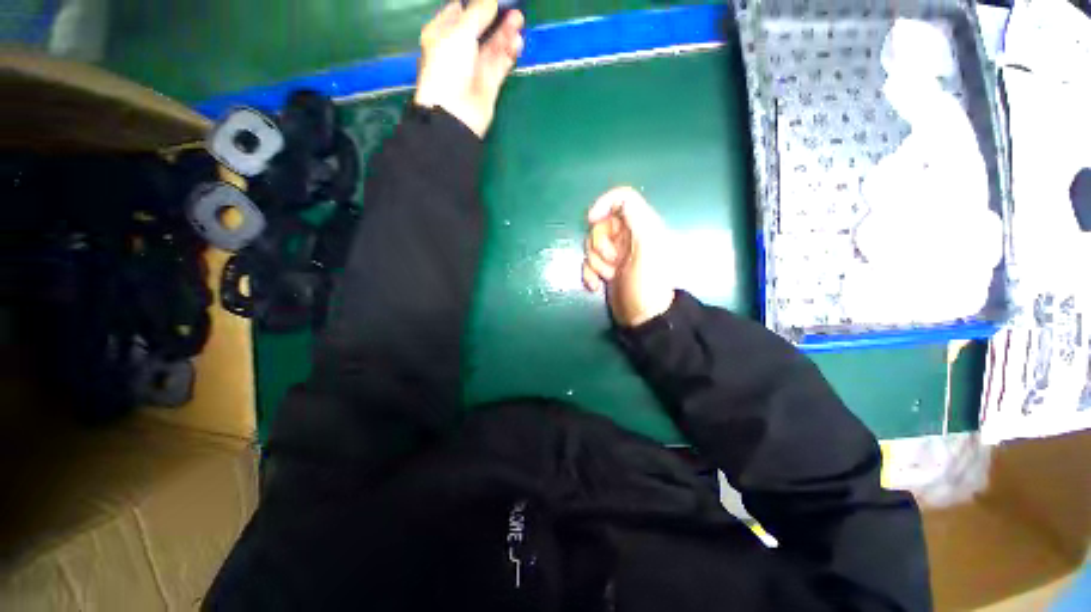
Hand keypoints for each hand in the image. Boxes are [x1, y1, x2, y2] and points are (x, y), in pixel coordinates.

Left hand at [415, 0, 524, 137]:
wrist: (455, 112)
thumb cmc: (448, 67)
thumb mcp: (460, 32)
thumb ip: (478, 13)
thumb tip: (491, 0)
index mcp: (442, 34)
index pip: (459, 11)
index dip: (475, 3)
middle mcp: (458, 49)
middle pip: (480, 28)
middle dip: (495, 17)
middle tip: (513, 9)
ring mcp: (475, 67)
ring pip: (493, 46)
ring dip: (505, 33)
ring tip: (518, 21)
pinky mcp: (489, 84)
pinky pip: (500, 63)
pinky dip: (509, 52)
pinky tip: (517, 42)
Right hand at [582, 186, 675, 326]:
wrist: (643, 317)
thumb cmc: (647, 282)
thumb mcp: (647, 245)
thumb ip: (635, 216)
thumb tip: (603, 208)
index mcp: (643, 225)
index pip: (622, 198)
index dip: (603, 204)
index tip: (591, 221)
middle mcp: (628, 236)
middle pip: (601, 224)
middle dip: (600, 246)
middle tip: (614, 262)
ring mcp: (616, 253)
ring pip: (591, 245)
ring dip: (595, 263)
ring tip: (610, 277)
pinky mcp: (606, 268)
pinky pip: (588, 262)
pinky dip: (589, 274)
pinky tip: (596, 285)